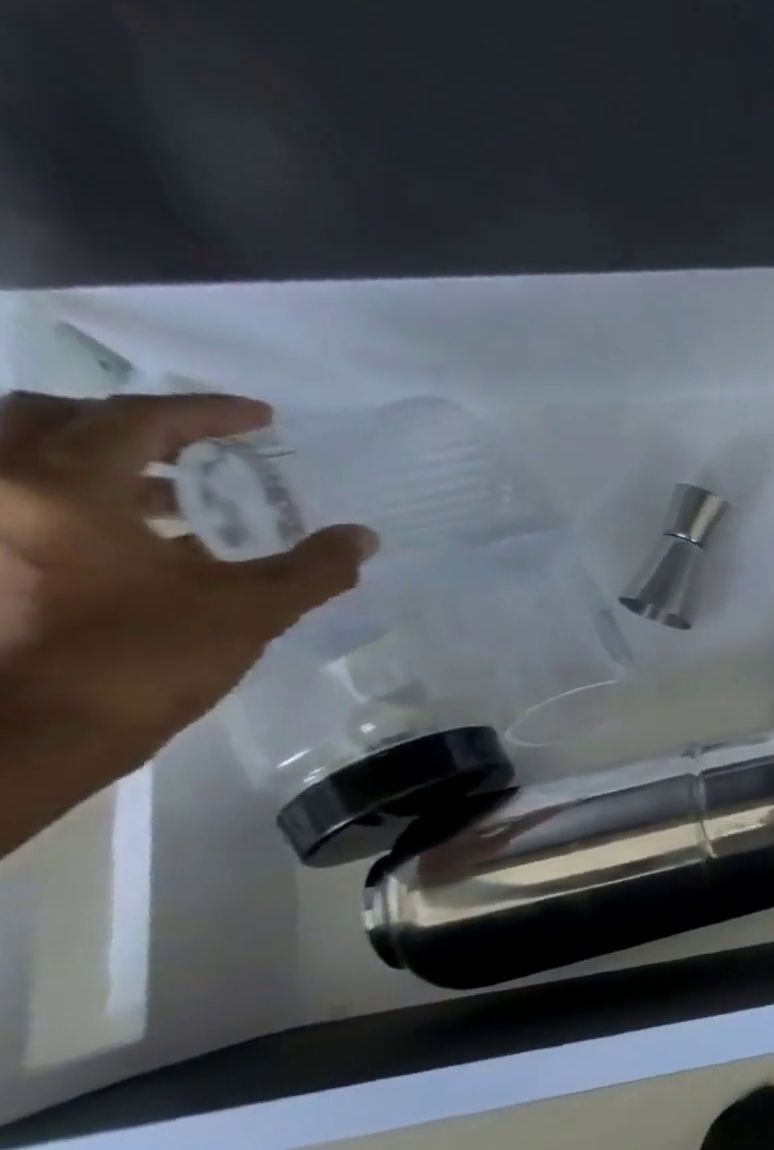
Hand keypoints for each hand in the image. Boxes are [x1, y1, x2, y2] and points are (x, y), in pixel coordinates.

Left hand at [0, 391, 373, 782]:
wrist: (31, 736)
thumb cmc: (141, 660)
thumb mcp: (249, 611)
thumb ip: (312, 568)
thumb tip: (363, 536)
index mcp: (64, 485)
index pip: (141, 419)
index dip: (209, 414)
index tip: (261, 419)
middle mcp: (2, 487)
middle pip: (54, 418)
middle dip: (134, 425)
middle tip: (200, 448)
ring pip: (30, 461)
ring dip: (106, 465)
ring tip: (178, 497)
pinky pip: (29, 505)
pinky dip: (82, 504)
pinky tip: (141, 544)